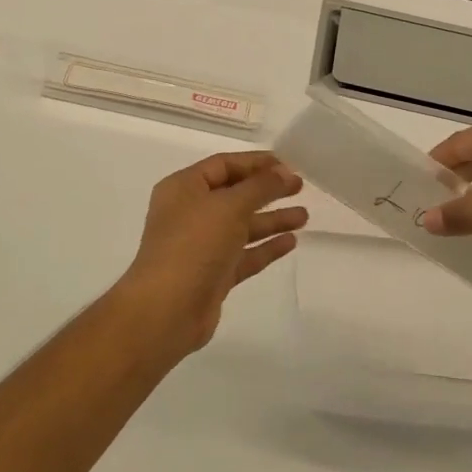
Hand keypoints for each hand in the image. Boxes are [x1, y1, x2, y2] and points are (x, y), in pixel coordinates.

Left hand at [117, 151, 306, 352]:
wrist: (167, 309)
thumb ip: (260, 186)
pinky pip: (244, 254)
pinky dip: (266, 247)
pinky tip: (291, 242)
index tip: (289, 164)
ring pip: (242, 226)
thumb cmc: (193, 245)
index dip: (256, 162)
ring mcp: (202, 246)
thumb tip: (284, 171)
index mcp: (184, 188)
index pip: (223, 165)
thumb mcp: (229, 206)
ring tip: (304, 216)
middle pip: (234, 194)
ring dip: (272, 219)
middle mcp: (190, 213)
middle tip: (300, 187)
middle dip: (267, 190)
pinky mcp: (214, 274)